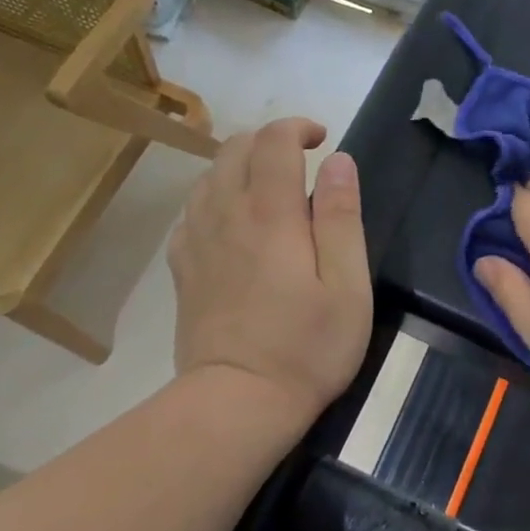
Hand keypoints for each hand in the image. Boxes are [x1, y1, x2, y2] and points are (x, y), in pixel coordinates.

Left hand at [169, 118, 372, 424]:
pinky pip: (192, 211)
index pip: (273, 141)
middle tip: (300, 160)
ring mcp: (197, 240)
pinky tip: (234, 221)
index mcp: (271, 213)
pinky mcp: (182, 268)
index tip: (322, 141)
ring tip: (270, 187)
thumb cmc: (306, 347)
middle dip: (268, 140)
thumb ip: (342, 217)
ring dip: (240, 165)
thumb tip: (339, 162)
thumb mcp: (347, 285)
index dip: (297, 127)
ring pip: (209, 176)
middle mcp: (226, 214)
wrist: (236, 403)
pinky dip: (215, 198)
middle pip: (234, 148)